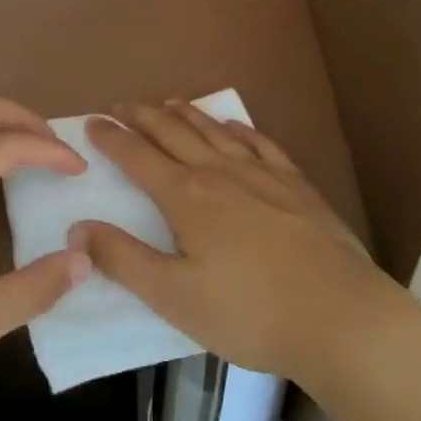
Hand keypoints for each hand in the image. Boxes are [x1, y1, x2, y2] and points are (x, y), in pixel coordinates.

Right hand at [69, 102, 409, 393]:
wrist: (342, 317)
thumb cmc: (250, 313)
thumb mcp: (174, 296)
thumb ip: (123, 259)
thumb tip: (78, 227)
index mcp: (187, 197)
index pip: (138, 156)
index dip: (112, 138)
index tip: (92, 122)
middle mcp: (221, 172)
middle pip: (174, 134)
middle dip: (144, 117)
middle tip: (122, 105)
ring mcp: (263, 175)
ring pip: (215, 132)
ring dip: (187, 115)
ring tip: (169, 103)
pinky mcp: (297, 186)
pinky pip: (261, 144)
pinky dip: (240, 129)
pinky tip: (234, 126)